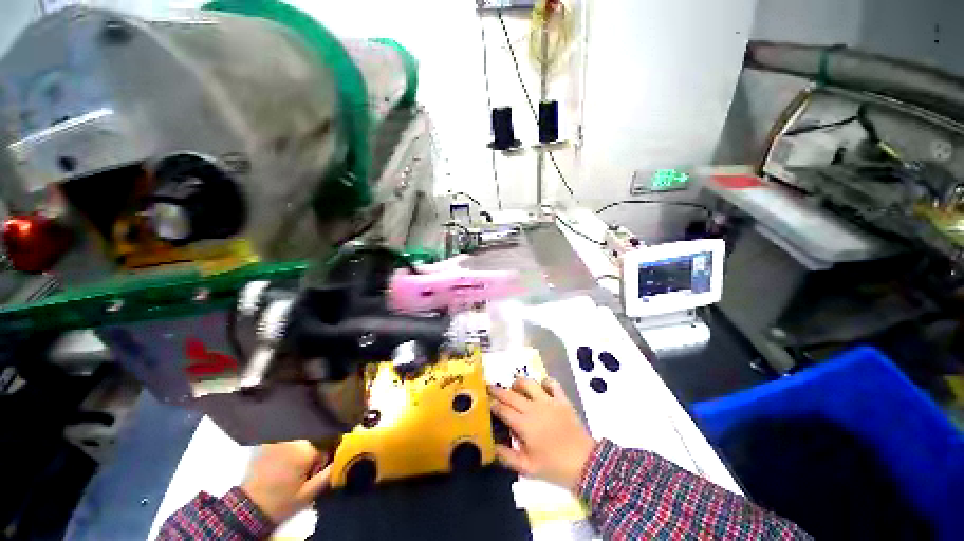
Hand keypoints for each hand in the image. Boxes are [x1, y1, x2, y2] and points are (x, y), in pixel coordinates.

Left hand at [240, 440, 331, 524]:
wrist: (247, 508)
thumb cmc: (282, 501)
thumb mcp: (309, 493)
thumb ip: (329, 473)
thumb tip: (344, 459)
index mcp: (305, 449)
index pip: (327, 444)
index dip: (324, 458)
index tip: (316, 471)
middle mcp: (292, 439)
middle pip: (313, 439)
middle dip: (312, 452)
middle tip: (304, 472)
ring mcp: (278, 440)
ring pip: (300, 440)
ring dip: (301, 450)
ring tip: (290, 469)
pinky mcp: (267, 444)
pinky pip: (286, 441)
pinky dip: (288, 449)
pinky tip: (281, 465)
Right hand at [489, 378, 596, 491]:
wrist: (585, 463)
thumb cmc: (554, 466)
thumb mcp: (527, 468)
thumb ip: (507, 456)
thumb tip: (493, 445)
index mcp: (523, 424)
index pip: (503, 410)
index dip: (492, 405)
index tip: (486, 402)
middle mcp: (533, 408)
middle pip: (511, 394)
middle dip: (498, 390)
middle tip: (489, 387)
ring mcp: (548, 401)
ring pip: (529, 383)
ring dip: (518, 383)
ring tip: (514, 386)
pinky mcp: (561, 399)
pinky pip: (552, 383)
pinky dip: (545, 382)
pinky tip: (541, 386)